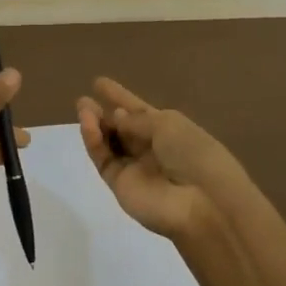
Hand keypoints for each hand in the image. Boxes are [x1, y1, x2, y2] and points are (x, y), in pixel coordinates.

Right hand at [75, 78, 249, 240]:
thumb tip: (116, 118)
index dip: (121, 97)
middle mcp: (152, 149)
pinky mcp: (120, 186)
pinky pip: (104, 160)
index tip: (99, 83)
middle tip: (83, 101)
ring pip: (110, 143)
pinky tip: (88, 125)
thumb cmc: (193, 153)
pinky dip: (94, 142)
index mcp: (170, 131)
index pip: (140, 111)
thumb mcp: (168, 125)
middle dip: (103, 114)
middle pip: (122, 128)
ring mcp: (136, 168)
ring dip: (95, 125)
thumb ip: (137, 120)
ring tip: (82, 107)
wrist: (202, 202)